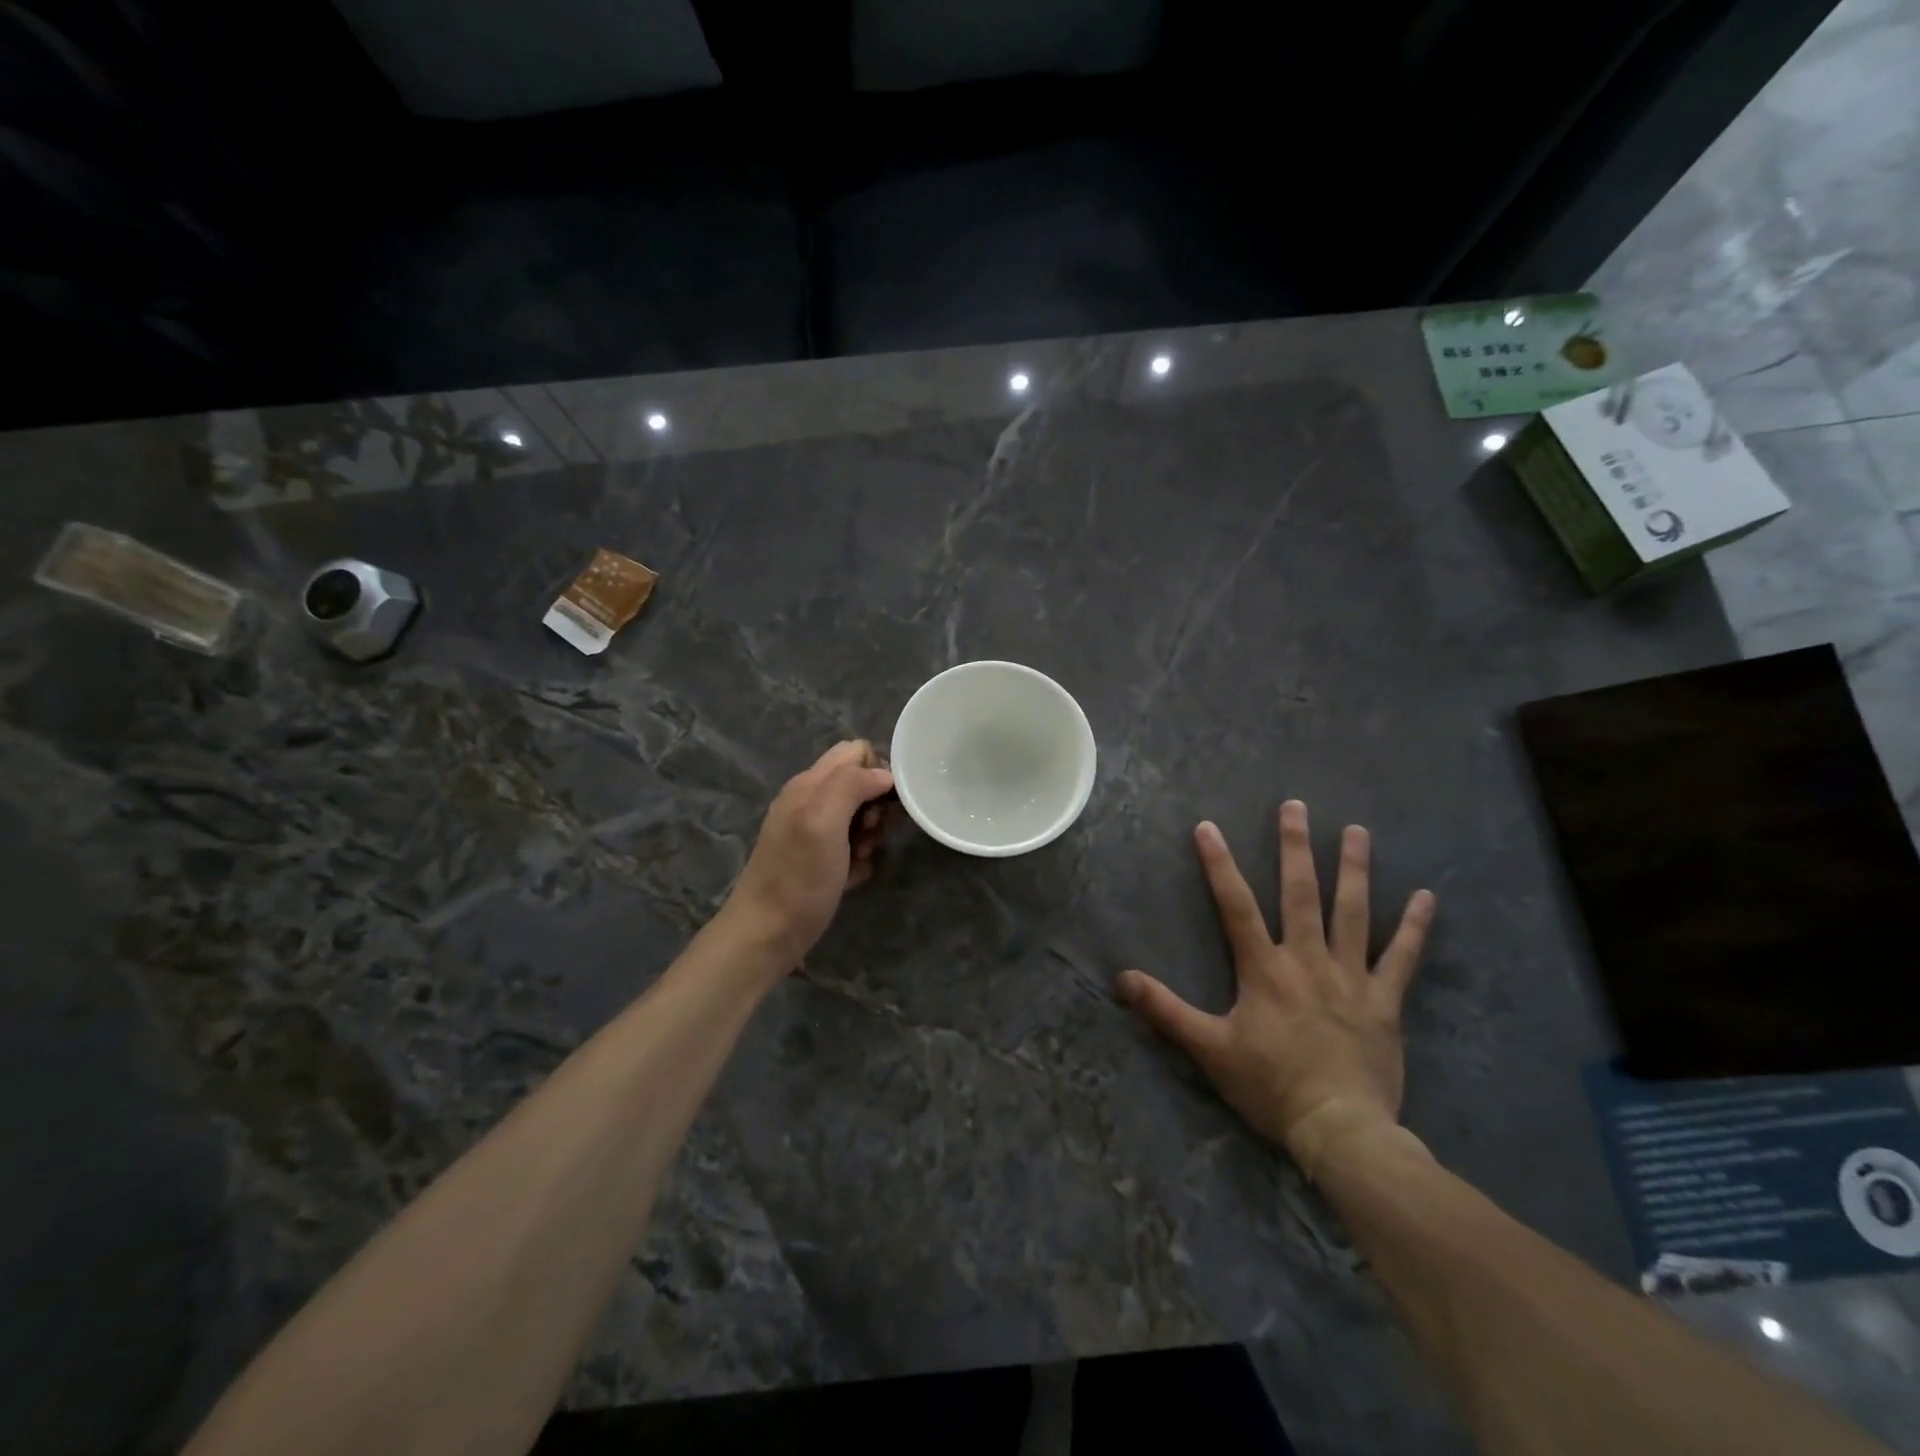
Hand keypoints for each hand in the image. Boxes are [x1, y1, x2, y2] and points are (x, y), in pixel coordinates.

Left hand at [721, 740, 894, 967]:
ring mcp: (812, 831)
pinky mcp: (818, 859)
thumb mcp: (823, 822)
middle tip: (868, 834)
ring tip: (859, 858)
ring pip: (859, 816)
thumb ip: (850, 786)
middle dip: (875, 807)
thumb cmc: (798, 878)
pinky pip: (851, 846)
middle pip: (860, 783)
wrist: (767, 934)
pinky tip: (851, 876)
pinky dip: (858, 859)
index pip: (855, 751)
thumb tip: (884, 774)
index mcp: (809, 784)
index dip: (877, 771)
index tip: (881, 805)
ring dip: (869, 835)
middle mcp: (810, 800)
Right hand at [1117, 802, 1435, 1177]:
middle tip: (1296, 806)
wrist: (1340, 1130)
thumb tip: (1121, 979)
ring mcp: (1351, 977)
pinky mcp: (1385, 1001)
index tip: (1208, 827)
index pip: (1236, 906)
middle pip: (1301, 894)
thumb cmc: (1270, 1087)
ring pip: (1353, 913)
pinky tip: (1427, 896)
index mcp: (1264, 969)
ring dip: (1354, 869)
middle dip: (1295, 848)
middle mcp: (1308, 960)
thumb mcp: (1209, 1049)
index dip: (1219, 865)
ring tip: (1357, 830)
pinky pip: (1403, 958)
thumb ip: (1165, 1010)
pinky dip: (1415, 927)